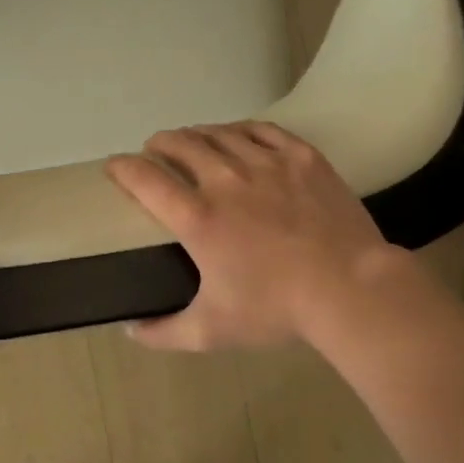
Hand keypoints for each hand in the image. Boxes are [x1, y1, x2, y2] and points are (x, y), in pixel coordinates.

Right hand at [106, 122, 406, 350]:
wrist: (349, 288)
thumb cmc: (276, 310)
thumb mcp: (211, 331)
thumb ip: (164, 333)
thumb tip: (130, 331)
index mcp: (198, 219)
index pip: (146, 180)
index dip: (123, 168)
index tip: (114, 167)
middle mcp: (226, 181)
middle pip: (182, 144)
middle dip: (160, 143)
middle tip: (155, 151)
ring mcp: (267, 164)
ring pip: (220, 133)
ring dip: (197, 134)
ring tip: (192, 140)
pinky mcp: (302, 158)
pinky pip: (262, 129)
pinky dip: (241, 129)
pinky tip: (238, 134)